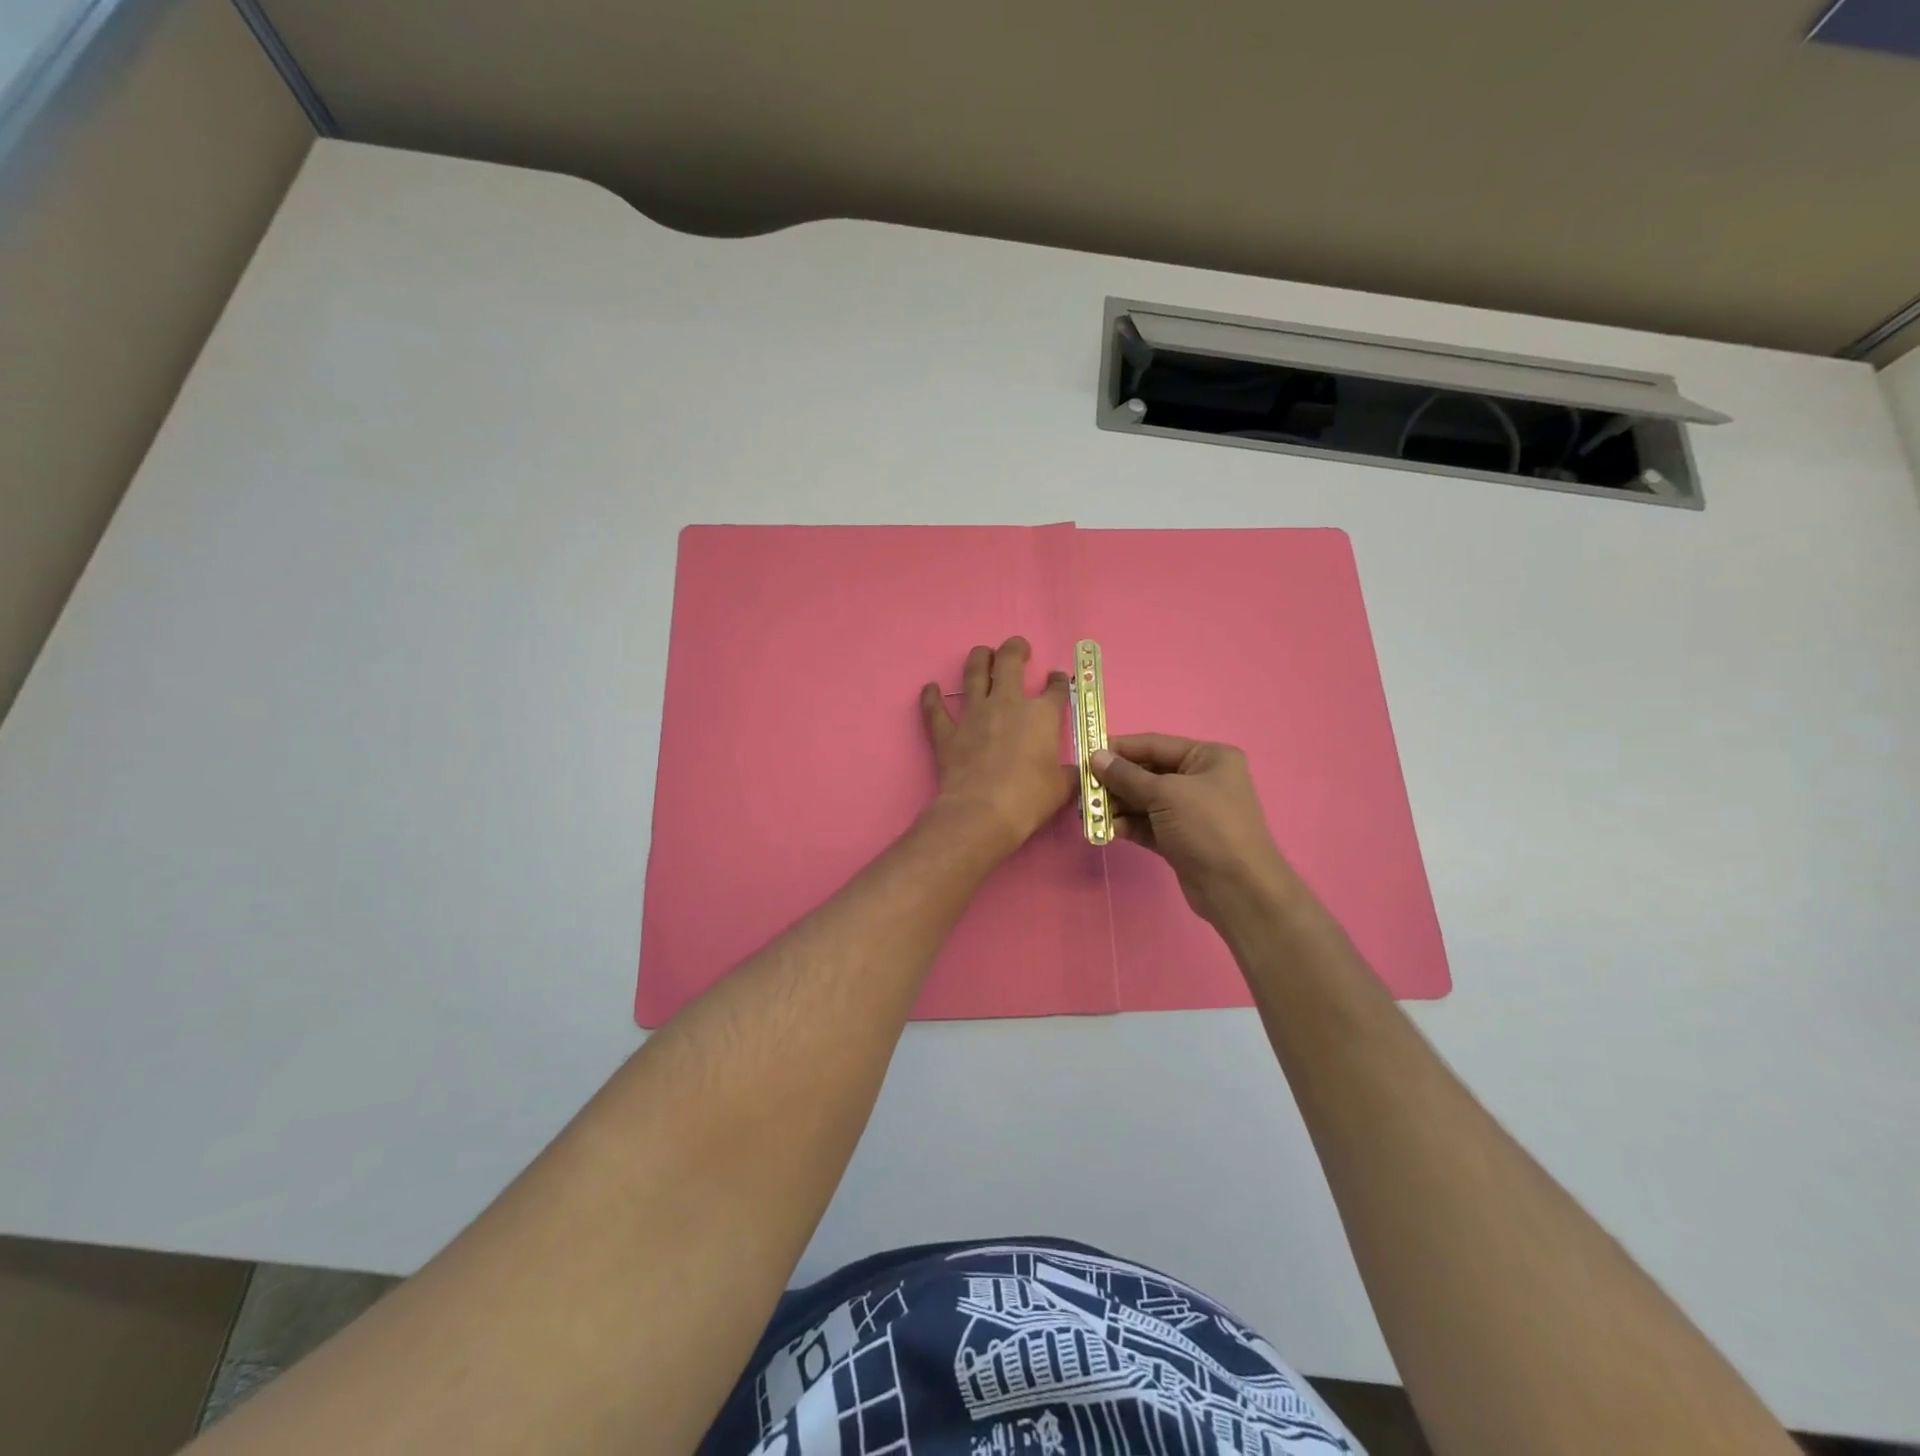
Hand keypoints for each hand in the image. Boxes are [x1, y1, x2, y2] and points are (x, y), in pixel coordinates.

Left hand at [920, 638, 1074, 849]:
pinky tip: (930, 688)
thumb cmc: (1029, 798)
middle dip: (1015, 649)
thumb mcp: (1062, 788)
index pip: (1055, 689)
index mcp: (1041, 716)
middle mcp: (1006, 705)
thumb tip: (1079, 773)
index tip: (1057, 679)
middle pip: (1010, 663)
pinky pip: (935, 709)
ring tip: (982, 653)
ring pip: (973, 674)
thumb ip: (1069, 774)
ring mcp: (973, 715)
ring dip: (978, 658)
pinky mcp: (947, 733)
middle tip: (1018, 647)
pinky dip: (931, 698)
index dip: (1058, 682)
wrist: (982, 812)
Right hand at [1091, 734, 1296, 925]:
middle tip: (1084, 790)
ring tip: (1089, 813)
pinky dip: (1128, 824)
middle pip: (1147, 773)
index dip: (1120, 749)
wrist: (1238, 890)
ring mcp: (1190, 811)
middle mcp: (1200, 780)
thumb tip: (1095, 757)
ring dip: (1117, 805)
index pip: (1155, 745)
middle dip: (1115, 782)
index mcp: (1208, 757)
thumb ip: (1127, 776)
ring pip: (1144, 800)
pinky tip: (1107, 829)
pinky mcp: (1180, 838)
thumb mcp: (1166, 795)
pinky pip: (1147, 824)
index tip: (1086, 755)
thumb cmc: (1208, 828)